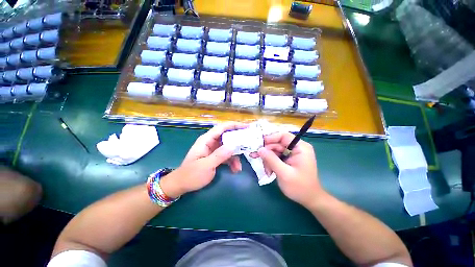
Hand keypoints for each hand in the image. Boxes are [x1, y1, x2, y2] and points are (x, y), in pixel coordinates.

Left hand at [160, 122, 246, 197]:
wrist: (182, 185)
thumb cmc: (191, 175)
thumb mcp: (206, 166)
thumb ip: (219, 155)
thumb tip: (233, 146)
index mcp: (206, 140)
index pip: (221, 128)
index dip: (234, 125)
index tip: (246, 127)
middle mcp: (211, 142)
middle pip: (227, 136)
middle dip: (238, 140)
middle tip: (249, 143)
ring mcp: (214, 150)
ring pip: (228, 147)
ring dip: (235, 156)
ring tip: (239, 166)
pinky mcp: (216, 157)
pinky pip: (227, 156)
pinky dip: (232, 161)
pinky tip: (235, 169)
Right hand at [257, 132, 324, 207]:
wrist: (309, 199)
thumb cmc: (300, 187)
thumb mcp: (284, 173)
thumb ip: (271, 160)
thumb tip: (259, 149)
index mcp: (300, 147)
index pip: (283, 136)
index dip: (270, 138)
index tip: (259, 144)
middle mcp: (296, 148)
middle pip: (277, 143)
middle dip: (267, 152)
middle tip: (254, 156)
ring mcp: (292, 153)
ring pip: (275, 150)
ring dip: (268, 159)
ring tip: (267, 171)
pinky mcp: (289, 159)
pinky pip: (276, 156)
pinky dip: (271, 163)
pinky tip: (269, 171)